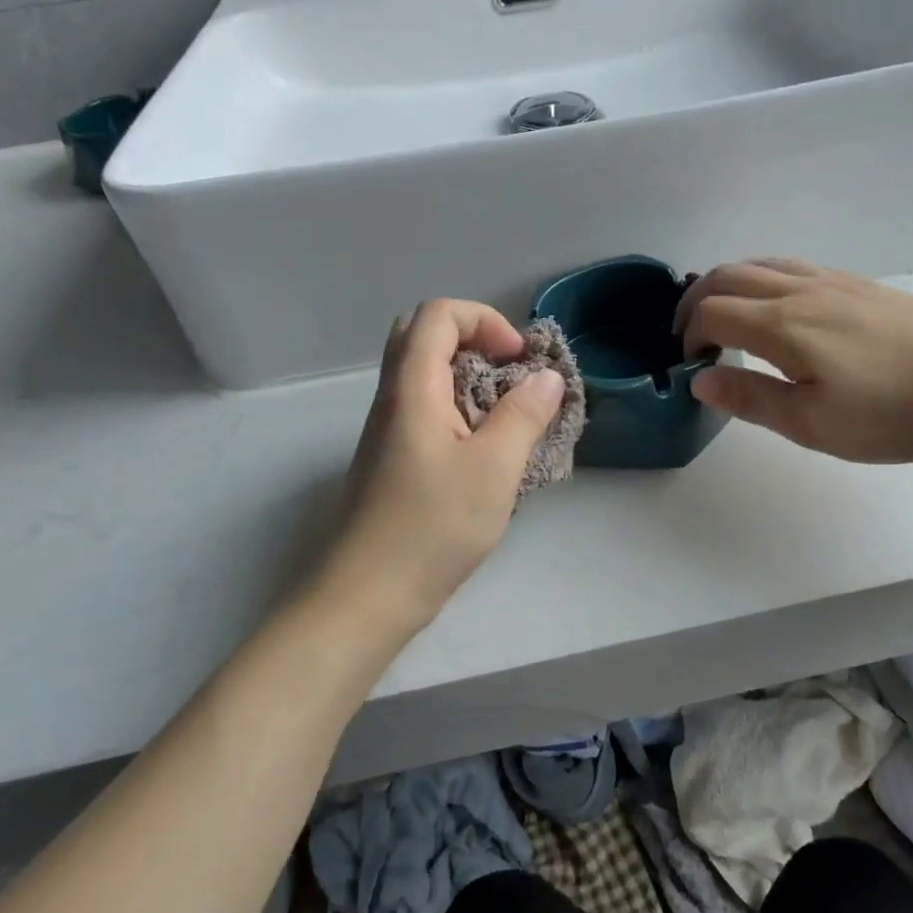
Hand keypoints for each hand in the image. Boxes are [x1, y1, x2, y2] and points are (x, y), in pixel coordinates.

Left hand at [319, 299, 564, 636]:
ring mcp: (388, 428)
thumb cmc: (431, 529)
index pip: (438, 315)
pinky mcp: (392, 456)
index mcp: (413, 388)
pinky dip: (459, 404)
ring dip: (468, 373)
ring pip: (423, 371)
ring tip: (505, 410)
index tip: (518, 360)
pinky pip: (425, 405)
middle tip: (507, 370)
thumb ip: (524, 415)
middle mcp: (393, 398)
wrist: (365, 597)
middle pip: (422, 334)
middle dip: (473, 338)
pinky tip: (485, 446)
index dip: (484, 320)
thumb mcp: (494, 469)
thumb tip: (547, 377)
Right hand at [675, 259, 912, 465]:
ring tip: (722, 315)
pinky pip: (790, 265)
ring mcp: (832, 280)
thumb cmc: (892, 414)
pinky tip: (775, 305)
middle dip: (695, 301)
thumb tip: (699, 379)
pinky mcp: (858, 283)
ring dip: (727, 283)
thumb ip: (751, 397)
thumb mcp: (813, 424)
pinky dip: (760, 277)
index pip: (712, 312)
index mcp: (782, 325)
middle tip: (690, 335)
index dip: (688, 335)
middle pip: (727, 276)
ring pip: (759, 264)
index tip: (689, 364)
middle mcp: (800, 290)